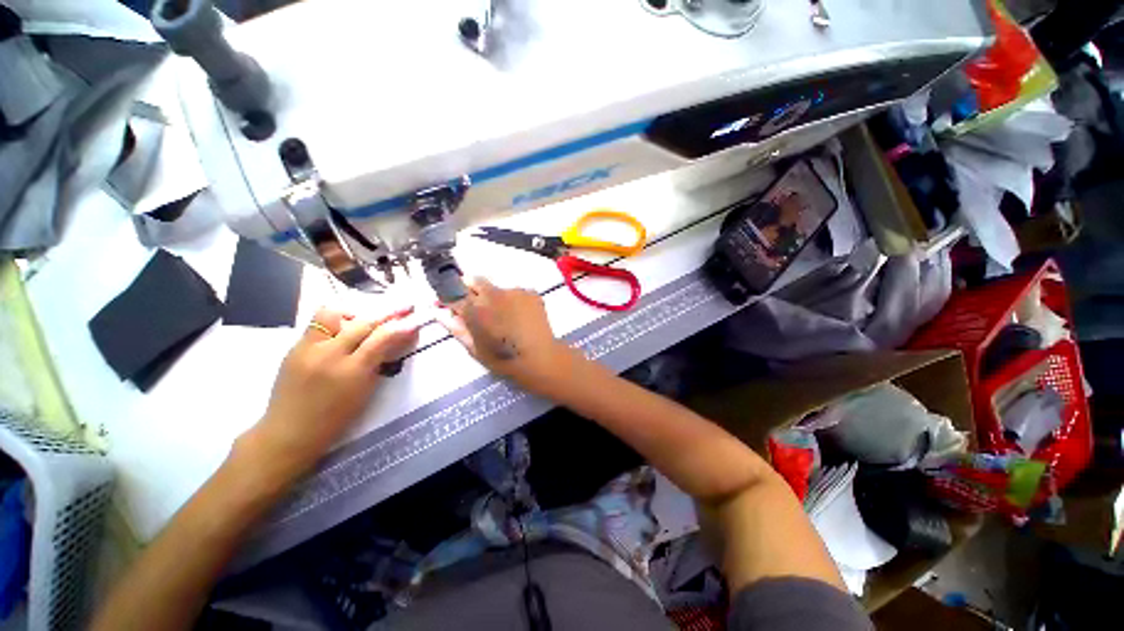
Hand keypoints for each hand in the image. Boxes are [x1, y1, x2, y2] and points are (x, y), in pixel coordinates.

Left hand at [245, 306, 420, 479]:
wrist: (288, 432)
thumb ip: (379, 363)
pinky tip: (343, 331)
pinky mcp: (293, 348)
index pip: (381, 339)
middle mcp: (328, 354)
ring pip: (333, 314)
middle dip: (387, 314)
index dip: (401, 328)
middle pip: (362, 323)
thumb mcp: (365, 392)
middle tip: (404, 308)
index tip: (415, 321)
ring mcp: (307, 348)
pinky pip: (317, 324)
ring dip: (355, 314)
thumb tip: (395, 341)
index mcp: (351, 371)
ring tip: (364, 320)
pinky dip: (336, 323)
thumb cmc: (335, 419)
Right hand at [436, 278, 575, 393]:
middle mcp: (492, 293)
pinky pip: (515, 293)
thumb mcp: (473, 347)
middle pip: (474, 281)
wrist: (539, 358)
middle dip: (470, 289)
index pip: (452, 292)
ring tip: (504, 317)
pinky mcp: (530, 292)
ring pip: (497, 288)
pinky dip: (513, 301)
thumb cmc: (503, 358)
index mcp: (474, 308)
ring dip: (495, 297)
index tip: (450, 304)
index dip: (449, 298)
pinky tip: (519, 317)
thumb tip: (438, 312)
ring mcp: (513, 291)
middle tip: (477, 306)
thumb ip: (454, 326)